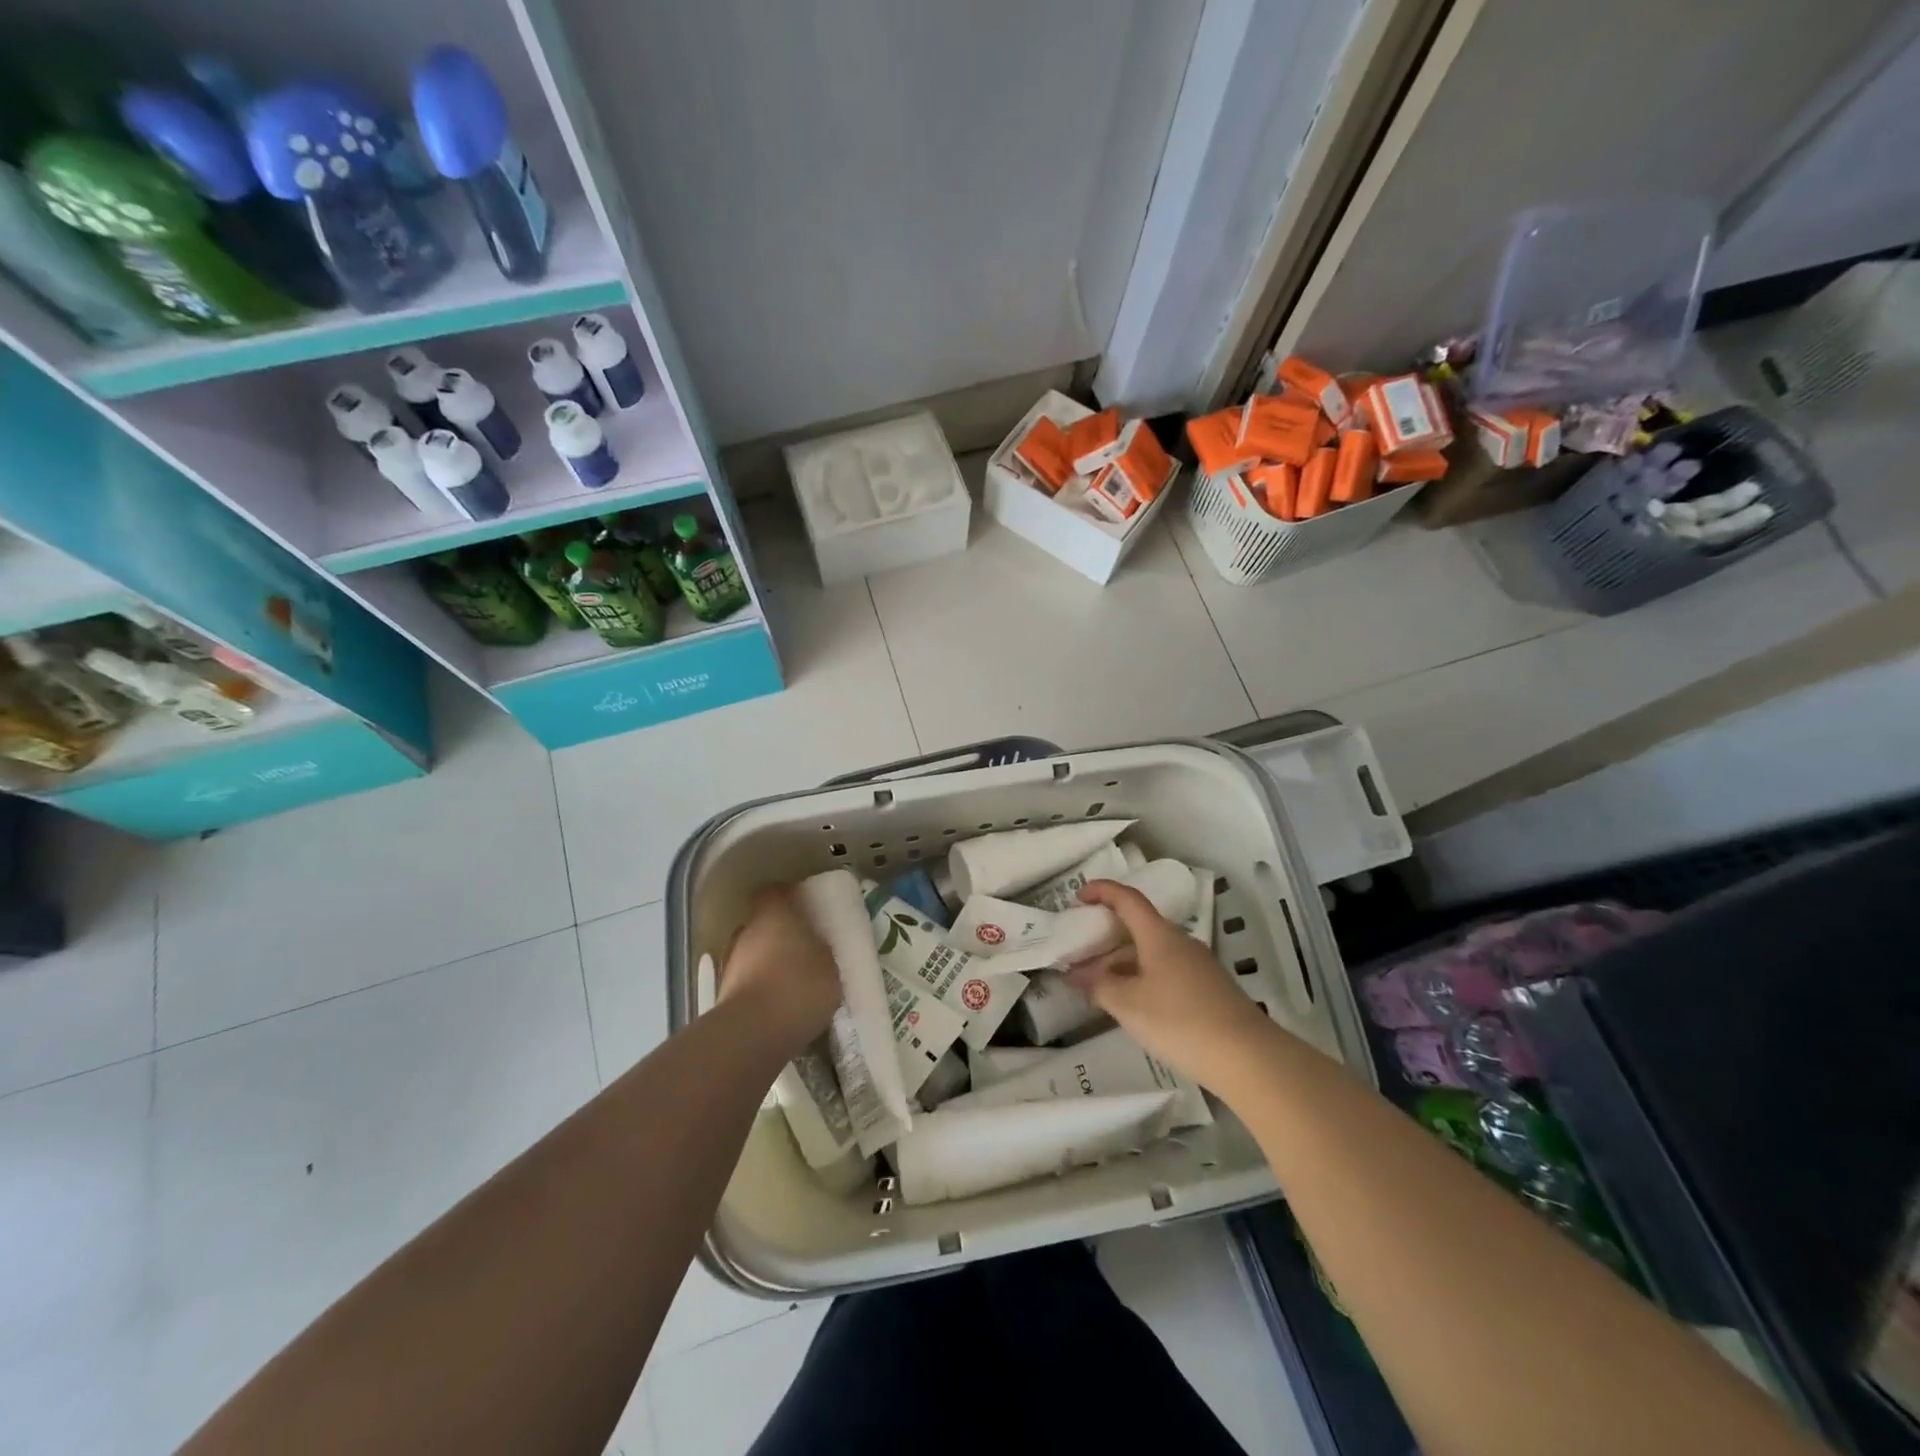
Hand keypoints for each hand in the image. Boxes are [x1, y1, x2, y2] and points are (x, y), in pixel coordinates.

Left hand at [718, 885, 842, 1055]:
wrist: (752, 1034)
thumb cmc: (799, 986)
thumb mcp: (830, 965)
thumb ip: (822, 949)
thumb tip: (817, 946)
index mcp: (774, 914)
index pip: (775, 892)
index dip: (789, 898)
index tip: (806, 909)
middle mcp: (746, 931)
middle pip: (762, 924)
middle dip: (780, 935)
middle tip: (805, 949)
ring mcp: (730, 963)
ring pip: (753, 954)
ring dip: (769, 964)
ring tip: (794, 983)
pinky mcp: (724, 995)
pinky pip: (749, 982)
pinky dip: (762, 990)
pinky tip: (781, 1007)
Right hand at [1069, 879, 1273, 1087]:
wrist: (1248, 1057)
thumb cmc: (1180, 1021)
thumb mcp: (1128, 1005)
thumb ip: (1099, 986)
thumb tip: (1077, 975)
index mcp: (1159, 935)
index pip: (1127, 899)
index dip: (1102, 891)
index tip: (1078, 897)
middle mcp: (1180, 941)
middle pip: (1139, 926)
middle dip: (1108, 933)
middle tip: (1081, 948)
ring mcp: (1197, 965)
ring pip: (1153, 951)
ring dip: (1123, 960)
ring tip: (1099, 982)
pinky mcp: (1208, 988)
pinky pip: (1166, 970)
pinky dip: (1142, 976)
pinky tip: (1132, 1002)